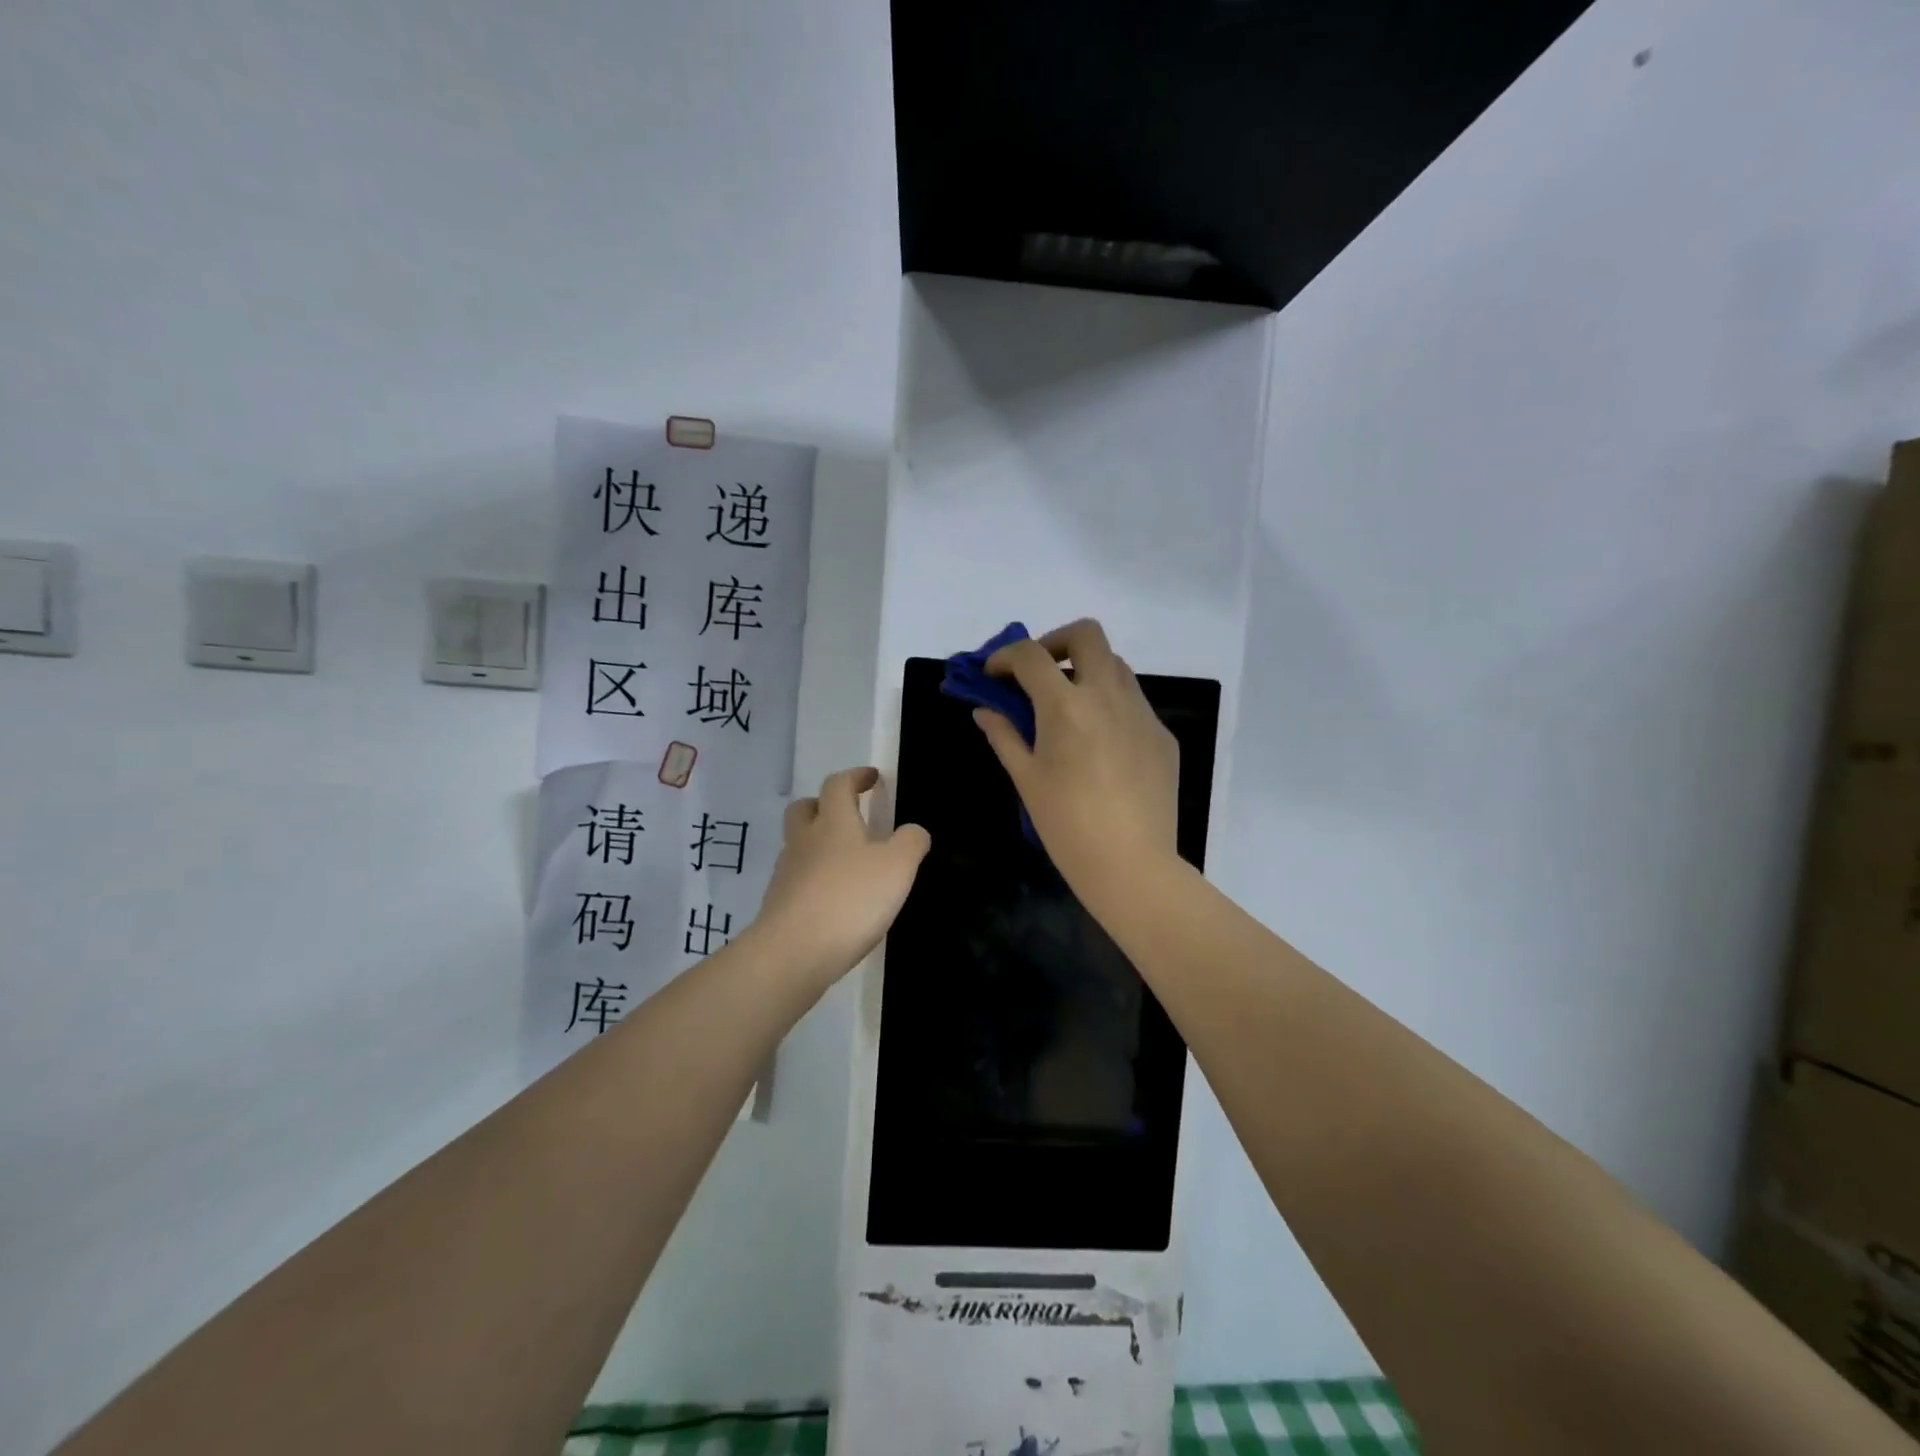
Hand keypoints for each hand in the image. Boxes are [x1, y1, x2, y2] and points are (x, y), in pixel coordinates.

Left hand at [752, 766, 930, 987]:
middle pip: (805, 809)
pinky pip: (797, 879)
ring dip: (818, 844)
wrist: (793, 952)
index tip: (871, 778)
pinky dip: (813, 879)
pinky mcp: (778, 904)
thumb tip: (913, 830)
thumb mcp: (898, 867)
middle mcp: (804, 840)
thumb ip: (911, 842)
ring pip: (798, 845)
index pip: (838, 784)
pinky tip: (833, 899)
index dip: (855, 777)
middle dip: (824, 805)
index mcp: (833, 822)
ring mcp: (786, 873)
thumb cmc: (850, 899)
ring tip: (847, 863)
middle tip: (847, 814)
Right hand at [973, 619, 1180, 902]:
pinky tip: (1099, 745)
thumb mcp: (1027, 779)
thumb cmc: (1067, 825)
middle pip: (1086, 634)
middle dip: (1055, 642)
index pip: (1030, 655)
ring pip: (1115, 665)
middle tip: (1038, 673)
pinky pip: (1133, 702)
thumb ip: (1004, 735)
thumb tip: (985, 711)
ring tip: (1068, 708)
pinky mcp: (1162, 735)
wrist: (1132, 865)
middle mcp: (1108, 695)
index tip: (994, 676)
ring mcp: (1142, 713)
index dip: (1005, 657)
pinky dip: (1109, 704)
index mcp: (1066, 705)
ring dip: (1086, 671)